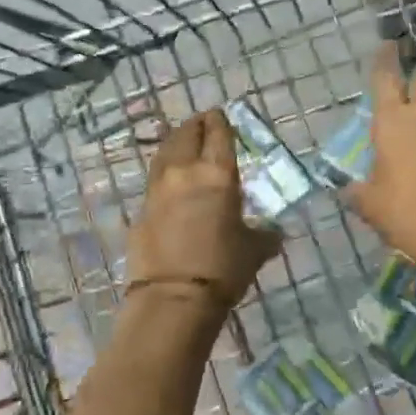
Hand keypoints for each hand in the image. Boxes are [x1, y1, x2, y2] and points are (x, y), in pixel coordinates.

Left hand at [126, 109, 279, 318]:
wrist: (173, 299)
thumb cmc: (223, 269)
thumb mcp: (255, 249)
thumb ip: (265, 233)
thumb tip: (274, 231)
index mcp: (217, 174)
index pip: (218, 134)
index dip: (220, 121)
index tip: (221, 115)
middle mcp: (184, 171)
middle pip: (186, 134)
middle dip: (196, 125)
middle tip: (204, 124)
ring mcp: (158, 189)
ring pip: (165, 152)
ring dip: (176, 143)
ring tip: (184, 143)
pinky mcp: (141, 209)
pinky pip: (155, 179)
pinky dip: (165, 172)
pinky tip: (171, 181)